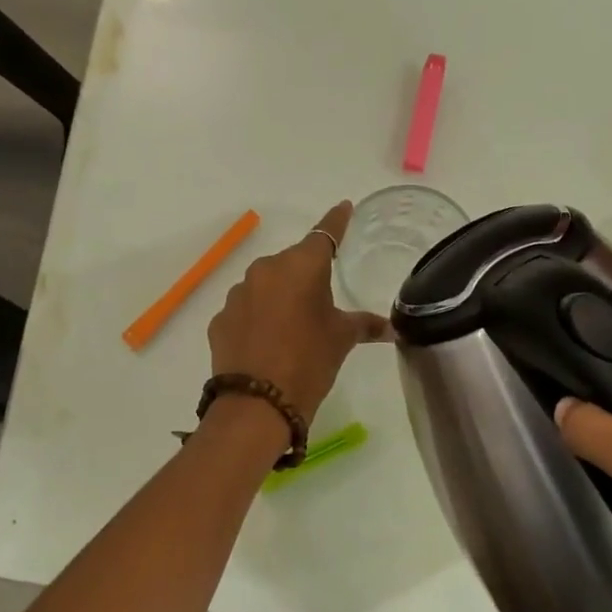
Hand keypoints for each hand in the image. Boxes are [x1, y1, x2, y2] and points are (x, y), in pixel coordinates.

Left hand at [207, 201, 390, 423]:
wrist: (257, 404)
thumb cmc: (309, 362)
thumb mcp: (341, 341)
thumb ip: (363, 325)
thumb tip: (390, 328)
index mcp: (302, 266)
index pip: (325, 234)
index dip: (337, 221)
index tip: (344, 208)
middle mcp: (266, 270)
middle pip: (292, 263)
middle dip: (306, 276)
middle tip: (321, 301)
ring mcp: (238, 294)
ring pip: (266, 286)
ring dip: (280, 298)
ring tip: (292, 328)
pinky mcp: (221, 319)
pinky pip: (247, 310)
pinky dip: (259, 318)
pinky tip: (267, 343)